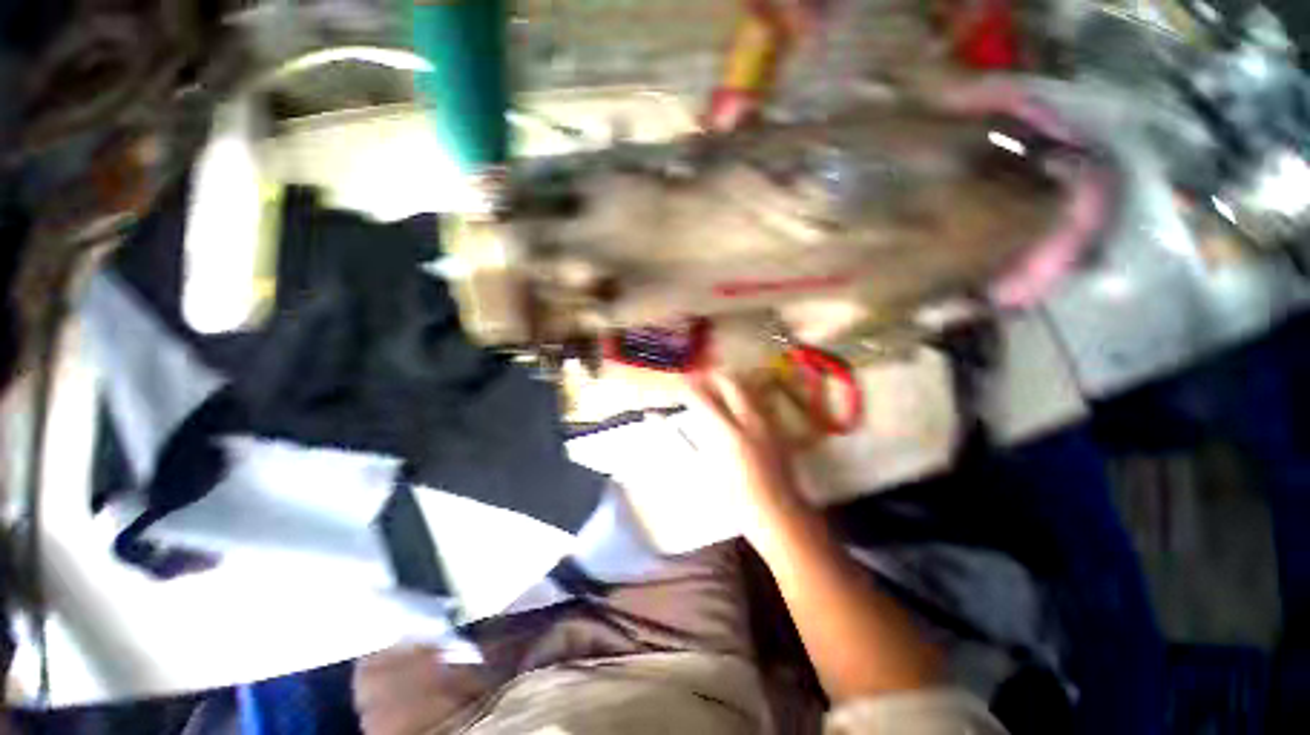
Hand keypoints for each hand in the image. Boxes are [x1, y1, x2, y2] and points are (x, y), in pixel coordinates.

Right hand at [685, 371, 809, 542]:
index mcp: (727, 435)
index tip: (680, 383)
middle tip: (698, 378)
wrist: (780, 513)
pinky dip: (742, 395)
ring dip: (727, 382)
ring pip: (746, 388)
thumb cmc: (736, 500)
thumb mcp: (706, 470)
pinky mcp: (776, 427)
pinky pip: (757, 400)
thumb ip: (688, 440)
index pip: (703, 399)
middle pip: (729, 383)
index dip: (689, 387)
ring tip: (715, 386)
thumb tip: (665, 419)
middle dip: (711, 376)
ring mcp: (766, 422)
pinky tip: (735, 403)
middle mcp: (749, 421)